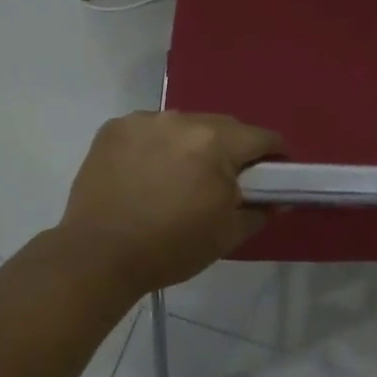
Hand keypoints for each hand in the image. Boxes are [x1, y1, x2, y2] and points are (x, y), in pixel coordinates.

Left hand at [54, 111, 281, 299]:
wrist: (97, 256)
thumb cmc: (171, 248)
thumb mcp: (227, 235)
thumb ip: (260, 210)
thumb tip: (278, 199)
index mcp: (216, 142)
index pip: (262, 137)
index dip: (273, 155)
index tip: (271, 174)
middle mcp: (183, 120)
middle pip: (223, 126)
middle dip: (231, 150)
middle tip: (224, 181)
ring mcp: (145, 120)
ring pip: (185, 125)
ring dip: (192, 144)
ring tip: (179, 177)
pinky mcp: (115, 127)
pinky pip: (151, 129)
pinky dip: (157, 145)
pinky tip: (147, 172)